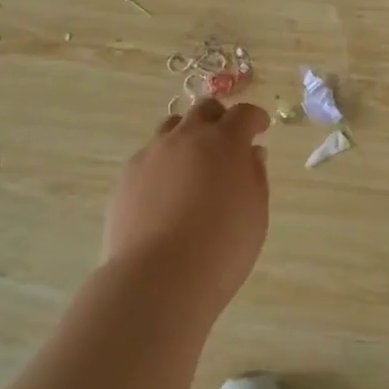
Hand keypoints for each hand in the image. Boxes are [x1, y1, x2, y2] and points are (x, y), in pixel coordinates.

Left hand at [103, 98, 270, 321]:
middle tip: (227, 140)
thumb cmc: (221, 247)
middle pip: (204, 110)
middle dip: (219, 118)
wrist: (158, 278)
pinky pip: (149, 157)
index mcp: (225, 141)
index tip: (261, 127)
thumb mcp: (255, 213)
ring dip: (187, 136)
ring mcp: (153, 153)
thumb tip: (250, 154)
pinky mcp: (127, 176)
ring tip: (193, 163)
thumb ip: (255, 176)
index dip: (255, 118)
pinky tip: (165, 192)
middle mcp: (187, 137)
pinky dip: (163, 164)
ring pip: (172, 128)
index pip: (243, 114)